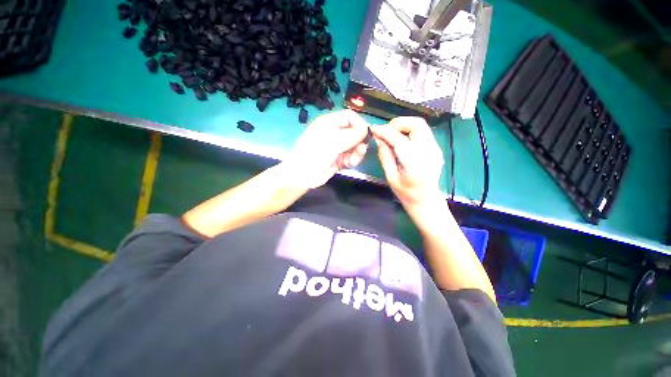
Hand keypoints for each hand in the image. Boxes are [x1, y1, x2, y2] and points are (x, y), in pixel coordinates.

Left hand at [282, 110, 369, 188]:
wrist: (303, 175)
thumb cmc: (315, 154)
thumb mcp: (333, 143)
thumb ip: (351, 136)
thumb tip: (366, 130)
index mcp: (329, 123)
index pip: (349, 117)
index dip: (359, 124)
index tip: (367, 134)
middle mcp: (334, 133)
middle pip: (354, 132)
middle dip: (359, 141)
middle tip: (361, 149)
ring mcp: (337, 147)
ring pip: (354, 146)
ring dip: (357, 152)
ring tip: (353, 160)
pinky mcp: (338, 159)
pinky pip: (351, 156)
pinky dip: (353, 160)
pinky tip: (350, 164)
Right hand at [371, 117, 443, 209]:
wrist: (426, 199)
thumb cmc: (406, 193)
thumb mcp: (390, 177)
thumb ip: (385, 156)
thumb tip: (379, 138)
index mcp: (415, 164)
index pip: (400, 140)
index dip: (385, 132)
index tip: (374, 129)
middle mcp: (429, 152)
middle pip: (417, 124)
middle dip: (398, 123)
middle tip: (386, 131)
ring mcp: (436, 149)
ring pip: (421, 125)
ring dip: (404, 125)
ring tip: (392, 134)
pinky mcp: (436, 147)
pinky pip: (423, 132)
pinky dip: (410, 130)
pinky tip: (401, 139)